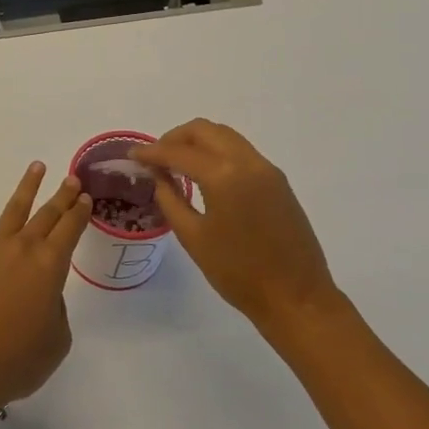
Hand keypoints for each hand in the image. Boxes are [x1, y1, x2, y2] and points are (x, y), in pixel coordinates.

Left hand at [0, 161, 91, 416]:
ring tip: (36, 167)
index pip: (70, 230)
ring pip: (12, 209)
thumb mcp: (57, 340)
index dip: (79, 212)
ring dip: (27, 187)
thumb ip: (56, 309)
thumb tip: (44, 292)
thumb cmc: (17, 362)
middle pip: (46, 215)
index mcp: (50, 267)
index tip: (85, 197)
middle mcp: (22, 249)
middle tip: (71, 178)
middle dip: (61, 195)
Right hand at [132, 120, 343, 336]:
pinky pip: (241, 151)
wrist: (296, 298)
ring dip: (198, 142)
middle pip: (204, 130)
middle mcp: (247, 162)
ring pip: (225, 136)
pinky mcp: (278, 180)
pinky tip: (204, 174)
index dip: (151, 152)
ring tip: (176, 163)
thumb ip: (170, 198)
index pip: (178, 152)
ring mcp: (266, 169)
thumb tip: (159, 175)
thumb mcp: (193, 237)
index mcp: (223, 175)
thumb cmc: (238, 273)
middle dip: (175, 138)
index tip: (132, 156)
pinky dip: (217, 152)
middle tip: (155, 157)